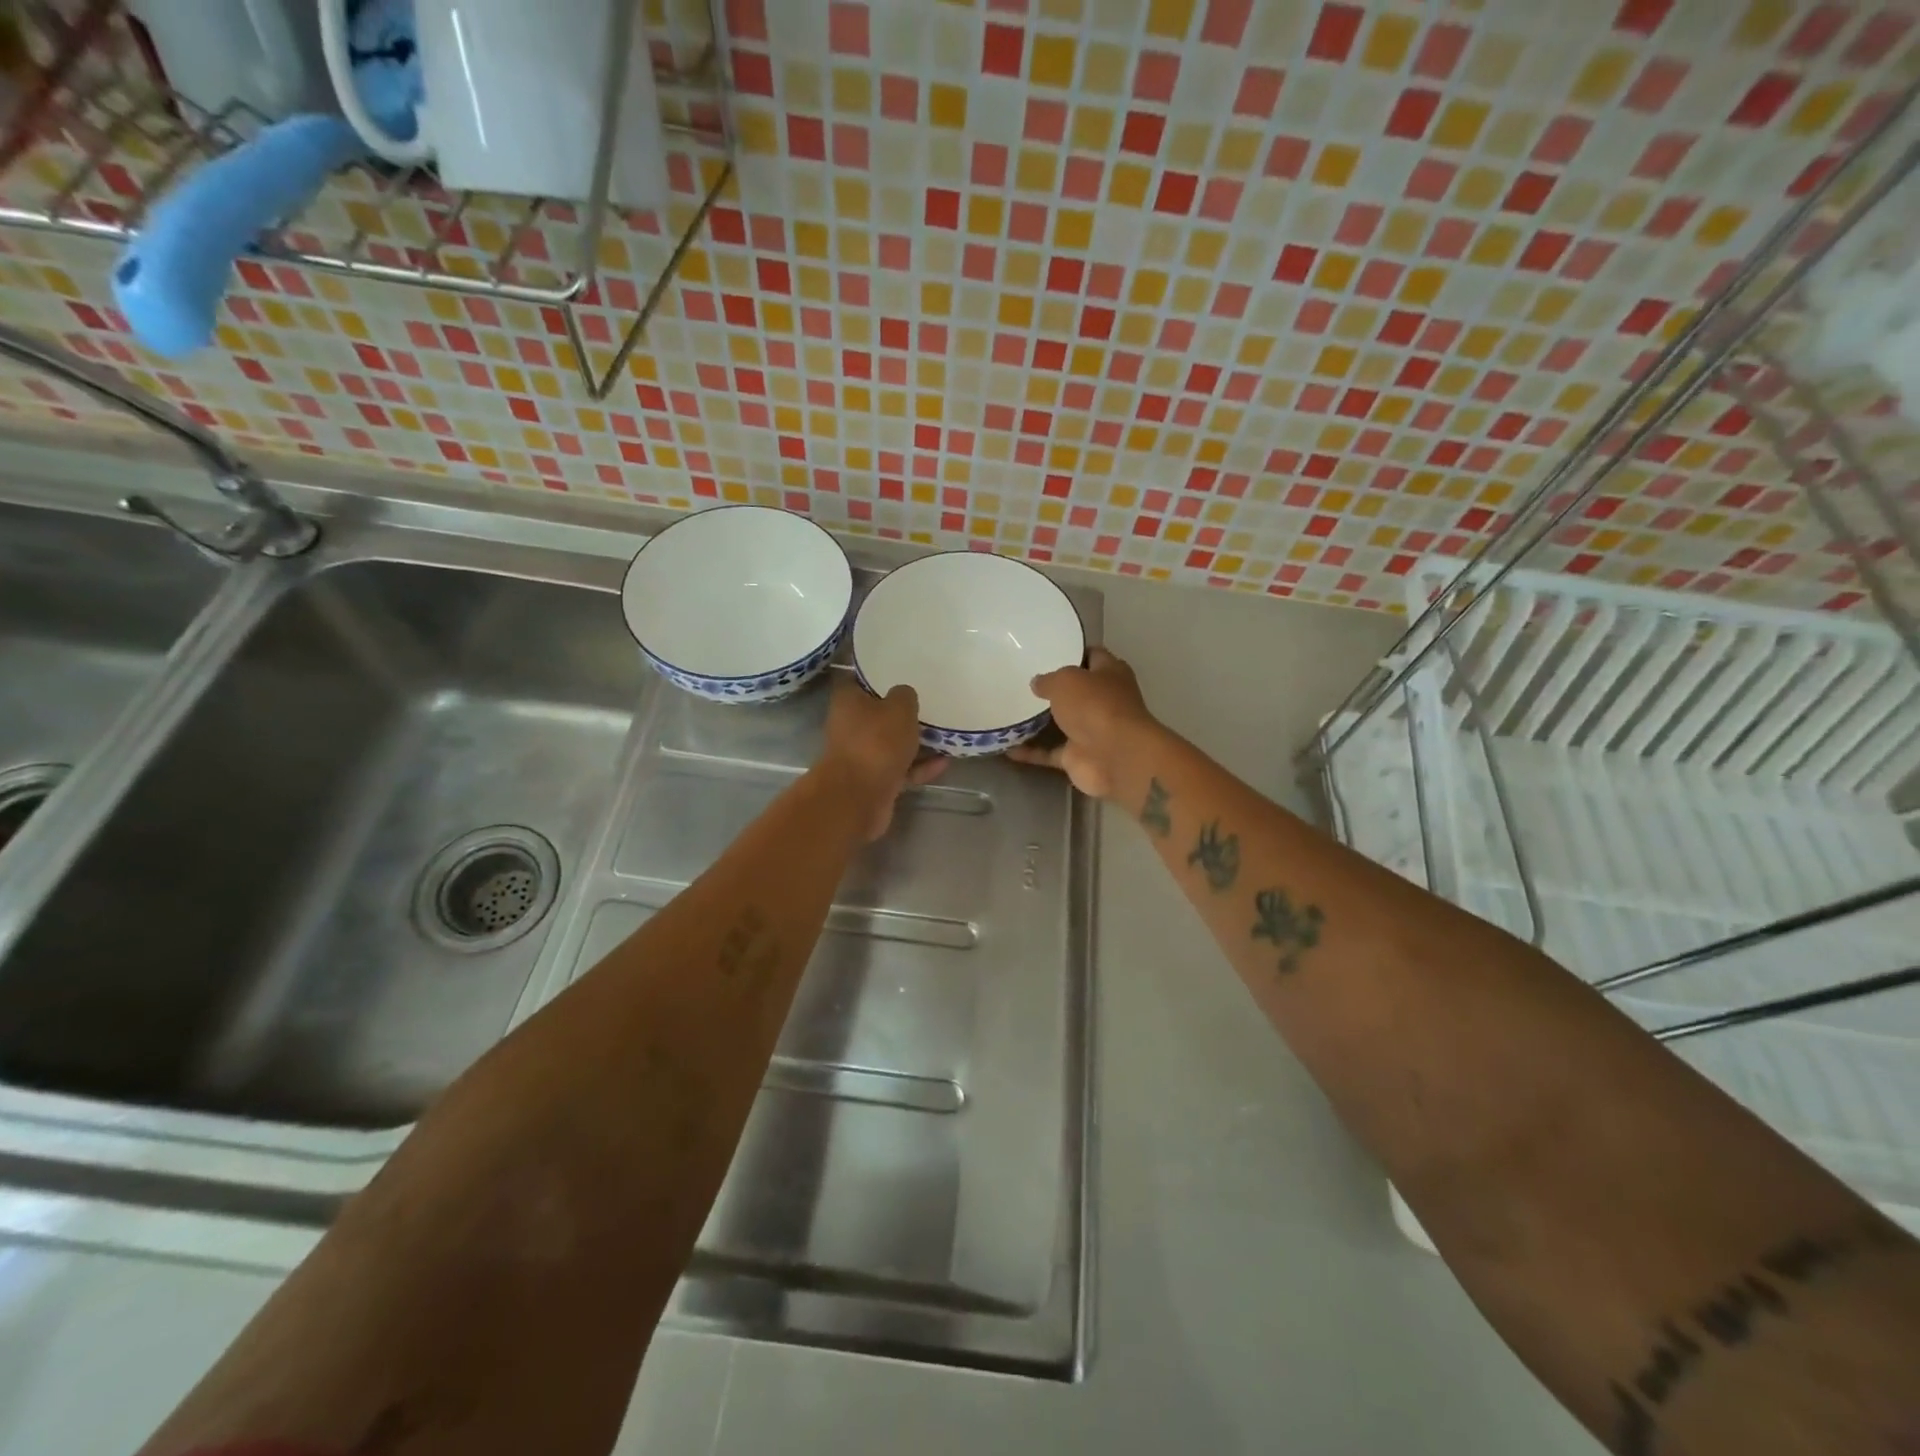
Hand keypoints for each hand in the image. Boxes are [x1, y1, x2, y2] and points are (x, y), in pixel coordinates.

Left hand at [818, 680, 945, 839]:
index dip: (878, 675)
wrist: (859, 798)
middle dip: (901, 711)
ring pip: (891, 743)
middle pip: (877, 713)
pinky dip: (920, 766)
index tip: (901, 671)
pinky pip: (901, 768)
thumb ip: (905, 696)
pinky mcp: (875, 780)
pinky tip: (945, 762)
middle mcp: (850, 727)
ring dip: (914, 741)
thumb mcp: (899, 708)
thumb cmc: (876, 742)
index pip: (859, 680)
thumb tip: (904, 695)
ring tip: (944, 733)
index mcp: (848, 702)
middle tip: (929, 701)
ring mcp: (862, 756)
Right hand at [1008, 648, 1158, 798]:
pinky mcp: (1078, 757)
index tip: (1045, 650)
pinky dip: (1030, 752)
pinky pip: (1048, 752)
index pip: (1092, 655)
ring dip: (1038, 721)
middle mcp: (1103, 701)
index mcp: (1110, 673)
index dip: (1071, 651)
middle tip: (1019, 680)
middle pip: (1075, 691)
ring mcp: (1091, 731)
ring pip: (1061, 723)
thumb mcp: (1066, 680)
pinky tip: (1005, 747)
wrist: (1115, 757)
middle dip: (1052, 688)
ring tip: (1008, 710)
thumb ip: (1048, 679)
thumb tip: (1037, 683)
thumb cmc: (1095, 706)